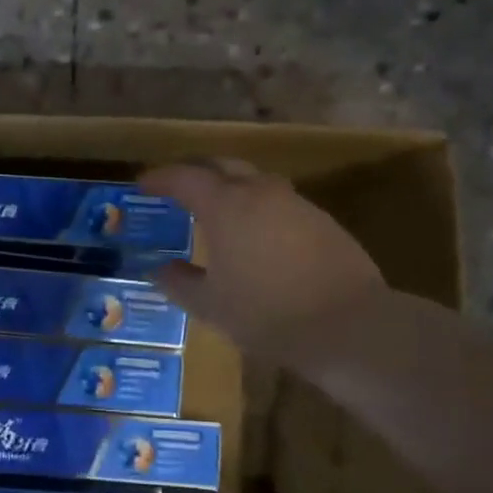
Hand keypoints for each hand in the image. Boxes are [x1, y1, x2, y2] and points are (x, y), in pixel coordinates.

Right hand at [141, 159, 385, 356]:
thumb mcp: (209, 305)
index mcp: (225, 206)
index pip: (185, 177)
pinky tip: (255, 235)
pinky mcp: (322, 221)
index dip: (160, 178)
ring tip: (215, 211)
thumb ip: (178, 282)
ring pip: (254, 181)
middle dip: (196, 172)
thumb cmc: (266, 313)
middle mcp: (260, 192)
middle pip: (222, 165)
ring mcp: (296, 204)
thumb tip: (158, 270)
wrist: (349, 326)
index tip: (143, 184)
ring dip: (230, 188)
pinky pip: (278, 203)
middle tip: (177, 188)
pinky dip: (257, 208)